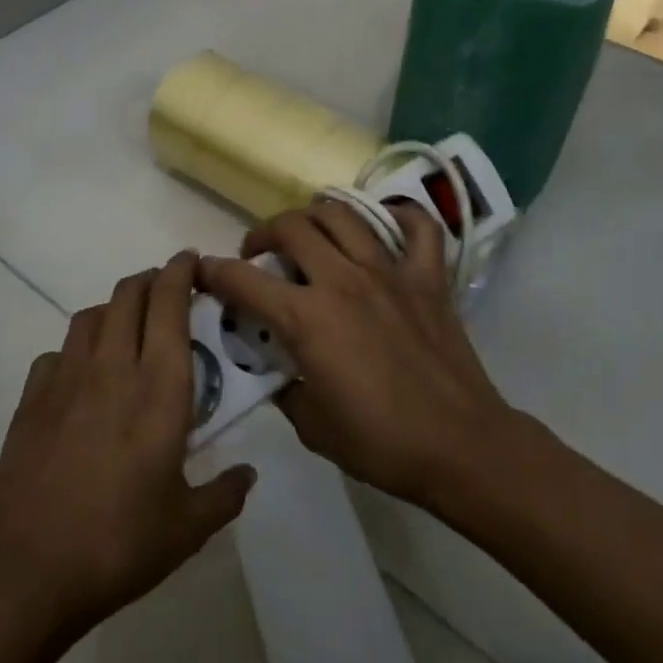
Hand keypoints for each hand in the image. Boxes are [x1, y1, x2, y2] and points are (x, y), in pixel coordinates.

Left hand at [0, 253, 253, 636]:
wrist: (26, 571)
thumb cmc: (119, 544)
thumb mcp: (187, 529)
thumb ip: (224, 495)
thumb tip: (248, 475)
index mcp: (159, 388)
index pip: (169, 304)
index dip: (180, 271)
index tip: (191, 260)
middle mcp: (113, 367)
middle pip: (128, 294)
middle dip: (149, 279)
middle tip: (167, 290)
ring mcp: (66, 379)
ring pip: (91, 315)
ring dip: (113, 308)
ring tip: (128, 328)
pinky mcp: (31, 398)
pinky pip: (57, 353)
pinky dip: (75, 350)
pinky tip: (81, 378)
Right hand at [196, 199, 519, 508]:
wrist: (460, 447)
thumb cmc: (380, 443)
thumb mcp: (311, 425)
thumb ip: (284, 386)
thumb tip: (277, 365)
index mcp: (308, 318)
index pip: (244, 280)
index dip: (214, 272)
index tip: (203, 271)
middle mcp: (343, 280)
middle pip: (291, 227)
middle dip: (264, 233)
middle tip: (259, 254)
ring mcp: (389, 272)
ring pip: (342, 215)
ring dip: (315, 216)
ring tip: (309, 234)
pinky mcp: (428, 277)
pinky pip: (417, 227)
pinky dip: (399, 216)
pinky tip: (383, 225)